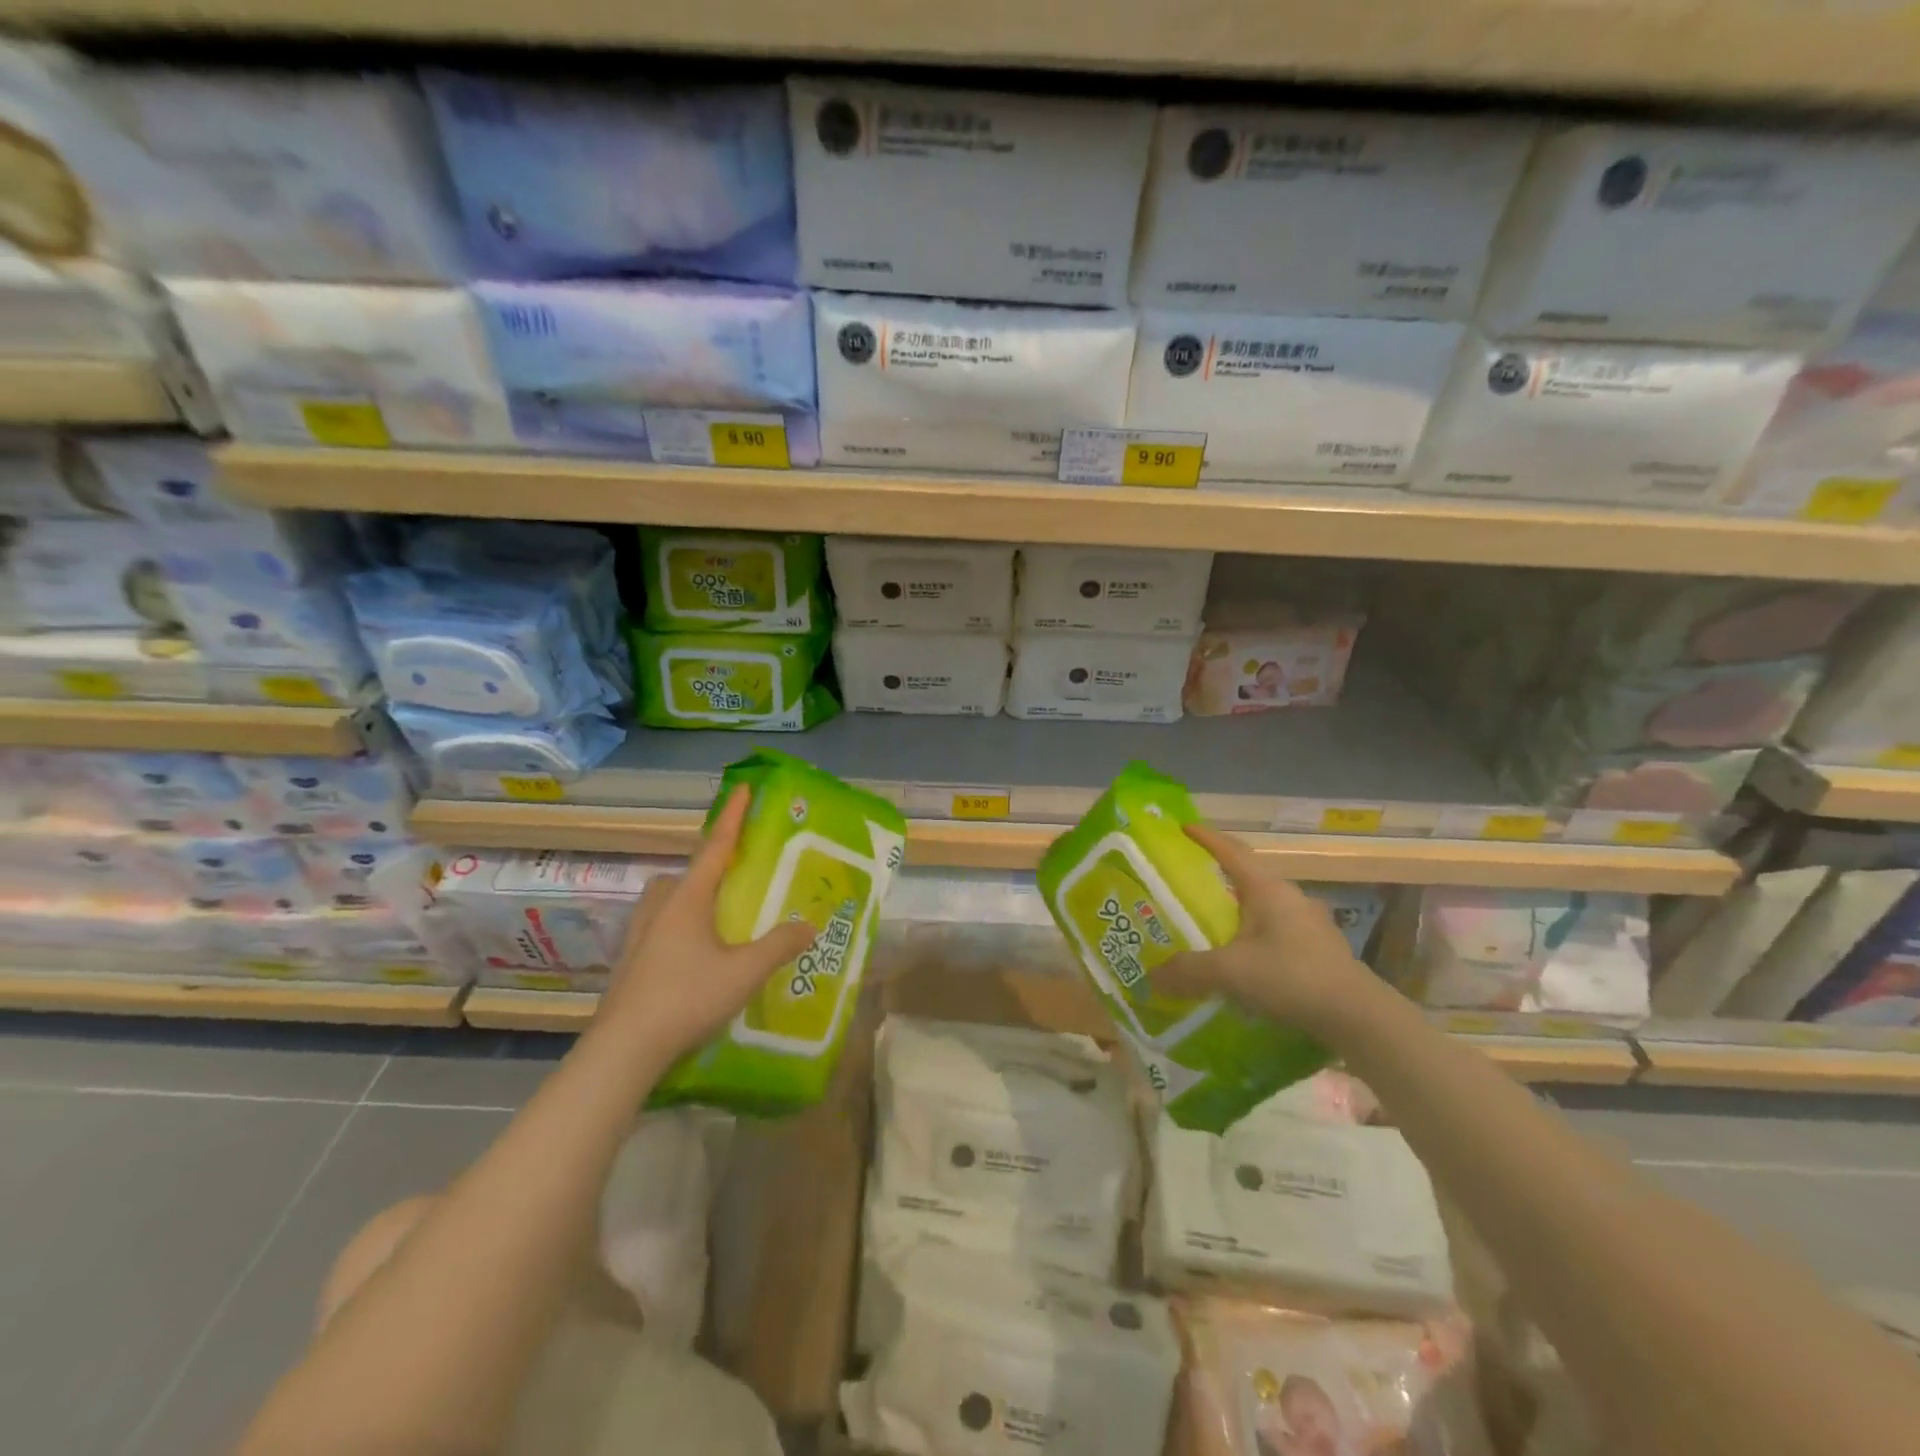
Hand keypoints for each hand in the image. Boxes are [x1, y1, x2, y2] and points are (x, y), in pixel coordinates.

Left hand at [596, 786, 817, 1066]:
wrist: (624, 1048)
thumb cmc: (687, 997)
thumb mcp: (745, 972)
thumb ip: (780, 945)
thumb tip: (810, 925)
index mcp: (688, 898)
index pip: (716, 846)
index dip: (733, 816)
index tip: (743, 788)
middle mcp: (660, 906)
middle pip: (686, 872)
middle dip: (710, 865)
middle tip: (736, 876)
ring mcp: (639, 933)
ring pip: (667, 898)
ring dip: (691, 895)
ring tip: (717, 916)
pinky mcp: (630, 959)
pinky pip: (659, 924)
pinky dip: (679, 924)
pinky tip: (693, 953)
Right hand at [1154, 822, 1378, 1035]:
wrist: (1358, 1017)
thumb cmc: (1291, 977)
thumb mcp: (1230, 972)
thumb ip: (1188, 970)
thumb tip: (1153, 976)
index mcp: (1267, 889)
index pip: (1231, 851)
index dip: (1205, 838)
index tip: (1182, 828)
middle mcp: (1290, 898)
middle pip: (1248, 877)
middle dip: (1218, 876)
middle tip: (1188, 885)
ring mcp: (1309, 924)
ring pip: (1264, 907)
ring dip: (1238, 911)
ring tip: (1213, 927)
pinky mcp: (1320, 950)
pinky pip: (1277, 933)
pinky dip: (1255, 938)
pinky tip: (1246, 962)